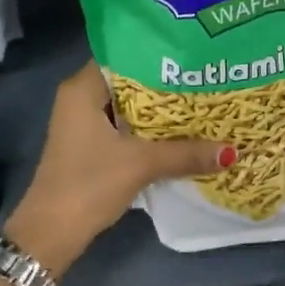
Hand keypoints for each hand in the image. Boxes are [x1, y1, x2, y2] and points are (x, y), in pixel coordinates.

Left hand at [6, 61, 229, 275]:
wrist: (52, 231)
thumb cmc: (89, 184)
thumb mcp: (141, 164)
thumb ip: (186, 153)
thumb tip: (232, 151)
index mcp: (83, 88)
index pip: (124, 54)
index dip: (158, 54)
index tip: (193, 56)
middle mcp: (80, 98)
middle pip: (130, 82)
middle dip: (166, 84)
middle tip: (206, 78)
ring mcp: (84, 123)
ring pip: (129, 107)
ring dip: (160, 110)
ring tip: (202, 102)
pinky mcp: (90, 146)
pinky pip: (126, 127)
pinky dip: (149, 130)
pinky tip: (181, 134)